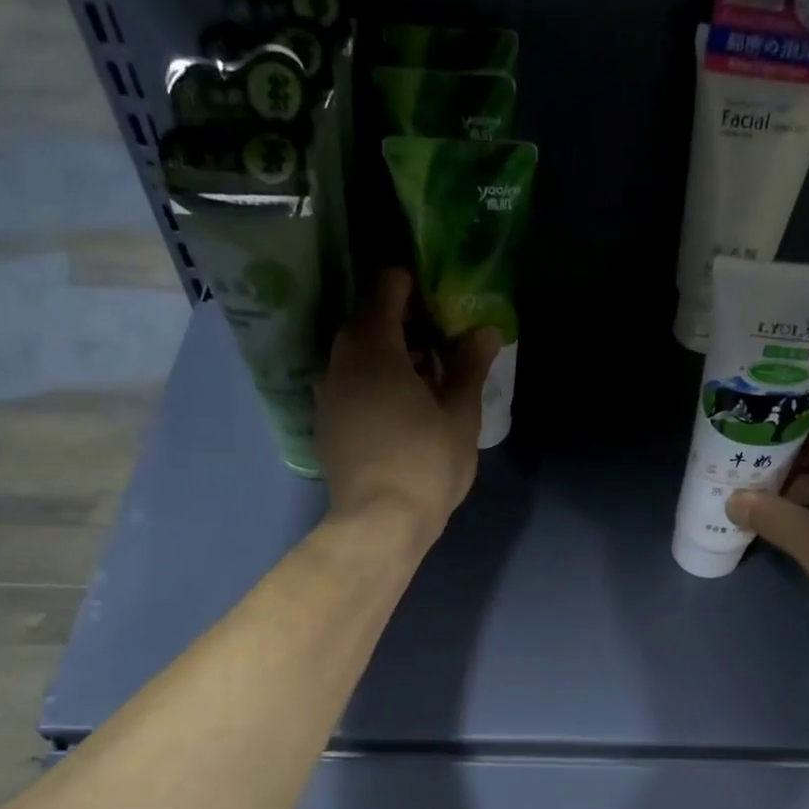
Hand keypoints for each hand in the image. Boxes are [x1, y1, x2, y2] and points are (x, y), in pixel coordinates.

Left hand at [316, 268, 499, 541]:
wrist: (379, 523)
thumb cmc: (426, 463)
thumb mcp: (460, 413)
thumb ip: (470, 366)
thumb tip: (483, 330)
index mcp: (374, 346)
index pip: (386, 288)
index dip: (412, 285)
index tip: (439, 301)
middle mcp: (340, 361)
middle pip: (367, 322)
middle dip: (403, 325)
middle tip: (441, 346)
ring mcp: (327, 394)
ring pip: (356, 357)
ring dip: (387, 357)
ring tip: (425, 383)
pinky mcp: (325, 425)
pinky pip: (349, 386)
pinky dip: (372, 384)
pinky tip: (399, 412)